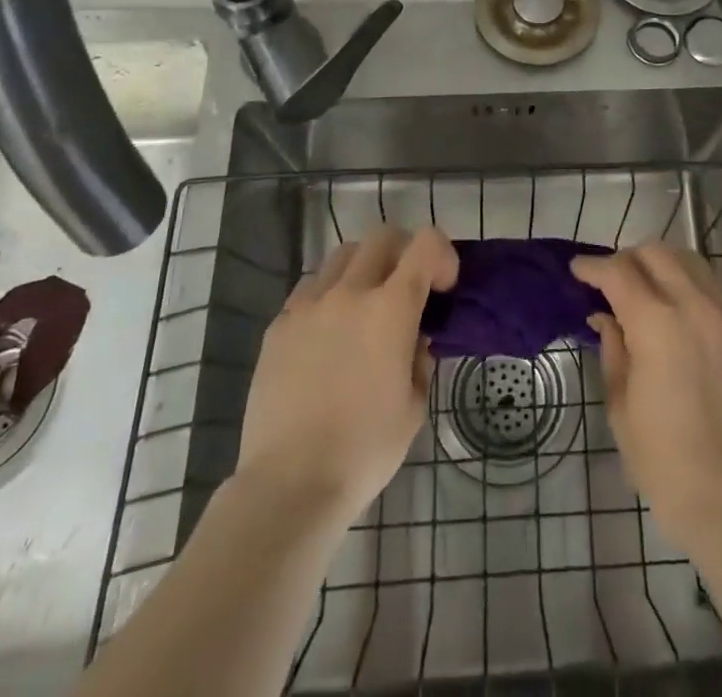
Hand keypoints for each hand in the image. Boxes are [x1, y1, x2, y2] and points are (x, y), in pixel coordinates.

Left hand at [234, 226, 458, 524]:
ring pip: (343, 256)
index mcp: (391, 308)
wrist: (290, 484)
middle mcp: (350, 292)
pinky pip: (309, 288)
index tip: (443, 287)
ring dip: (364, 268)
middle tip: (407, 287)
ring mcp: (309, 305)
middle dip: (404, 252)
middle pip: (382, 237)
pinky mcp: (278, 325)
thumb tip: (412, 339)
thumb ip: (419, 358)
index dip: (442, 255)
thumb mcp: (414, 406)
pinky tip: (328, 332)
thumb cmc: (365, 449)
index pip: (426, 245)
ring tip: (364, 306)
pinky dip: (328, 295)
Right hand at [572, 244, 721, 551]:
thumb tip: (605, 318)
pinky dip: (690, 287)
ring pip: (691, 262)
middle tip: (611, 280)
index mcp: (656, 323)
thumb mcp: (621, 406)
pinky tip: (679, 314)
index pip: (618, 272)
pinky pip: (714, 291)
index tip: (577, 270)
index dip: (592, 267)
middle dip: (628, 258)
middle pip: (657, 253)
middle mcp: (694, 306)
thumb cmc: (665, 461)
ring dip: (662, 264)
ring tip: (646, 287)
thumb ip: (613, 350)